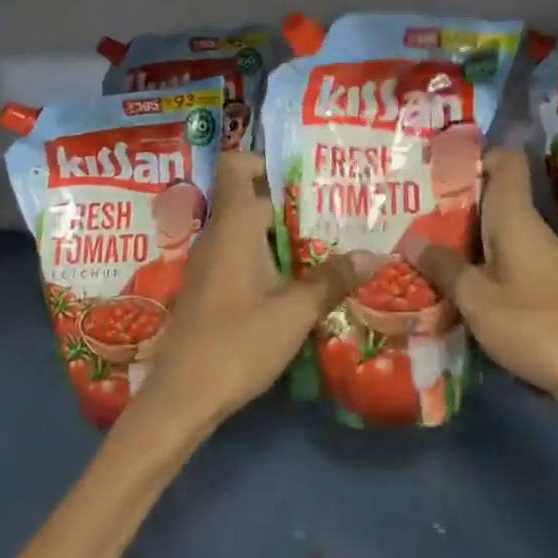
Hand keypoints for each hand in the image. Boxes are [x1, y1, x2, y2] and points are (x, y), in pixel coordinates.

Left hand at [135, 152, 360, 431]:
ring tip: (326, 244)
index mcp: (234, 224)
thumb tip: (376, 255)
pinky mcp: (209, 288)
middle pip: (251, 197)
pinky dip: (267, 257)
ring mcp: (209, 262)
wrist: (181, 397)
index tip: (305, 176)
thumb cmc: (237, 342)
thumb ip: (333, 279)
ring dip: (282, 234)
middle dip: (292, 203)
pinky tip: (297, 281)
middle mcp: (218, 233)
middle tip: (335, 211)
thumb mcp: (294, 312)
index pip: (237, 165)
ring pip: (248, 230)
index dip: (266, 160)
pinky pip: (240, 254)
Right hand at [404, 149, 557, 412]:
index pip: (504, 159)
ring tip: (420, 241)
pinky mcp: (543, 284)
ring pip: (494, 229)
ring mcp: (538, 256)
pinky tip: (452, 280)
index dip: (474, 154)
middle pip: (491, 195)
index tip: (437, 165)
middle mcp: (528, 226)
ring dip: (462, 234)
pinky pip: (503, 256)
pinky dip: (478, 261)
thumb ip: (443, 266)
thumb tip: (411, 239)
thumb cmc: (534, 323)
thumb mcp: (476, 298)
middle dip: (453, 199)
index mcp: (514, 214)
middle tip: (410, 206)